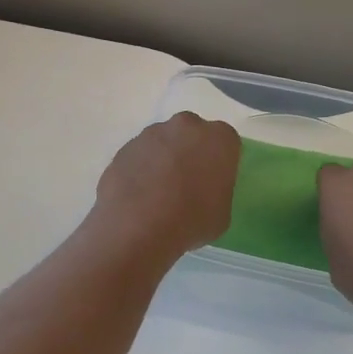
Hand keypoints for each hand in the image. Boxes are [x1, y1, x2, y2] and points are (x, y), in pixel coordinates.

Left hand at [92, 112, 240, 260]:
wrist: (138, 227)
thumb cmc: (191, 220)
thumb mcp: (222, 213)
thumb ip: (218, 191)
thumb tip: (206, 190)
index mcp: (219, 138)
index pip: (227, 142)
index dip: (221, 162)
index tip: (214, 181)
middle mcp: (186, 126)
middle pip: (193, 134)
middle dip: (192, 152)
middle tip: (188, 183)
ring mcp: (152, 133)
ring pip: (164, 142)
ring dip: (165, 159)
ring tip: (159, 193)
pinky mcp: (125, 147)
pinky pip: (141, 156)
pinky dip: (142, 169)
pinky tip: (139, 196)